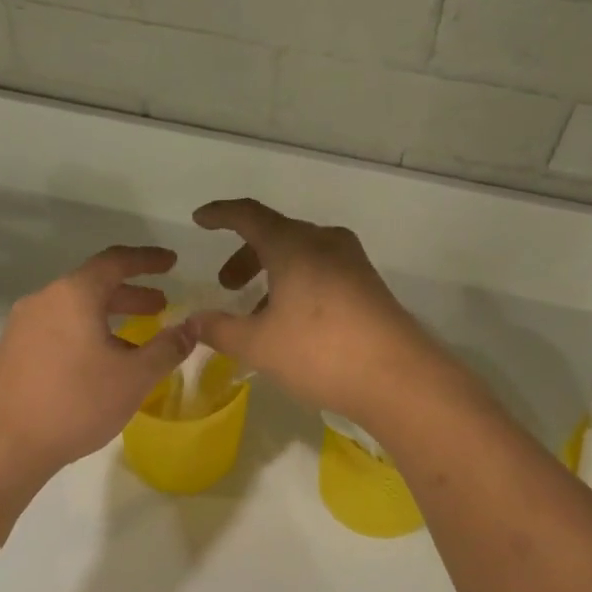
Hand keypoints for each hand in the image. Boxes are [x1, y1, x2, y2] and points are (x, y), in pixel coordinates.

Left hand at [0, 245, 196, 478]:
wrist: (2, 446)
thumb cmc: (75, 403)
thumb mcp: (134, 377)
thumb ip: (168, 348)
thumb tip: (193, 327)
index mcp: (73, 295)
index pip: (116, 261)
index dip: (148, 259)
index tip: (172, 262)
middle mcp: (44, 300)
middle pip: (94, 285)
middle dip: (131, 293)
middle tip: (161, 306)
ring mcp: (22, 326)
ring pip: (74, 309)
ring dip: (109, 316)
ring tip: (136, 340)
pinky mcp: (12, 351)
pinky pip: (58, 329)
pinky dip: (86, 332)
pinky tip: (100, 364)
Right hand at [189, 199, 440, 426]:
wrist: (398, 377)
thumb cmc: (319, 352)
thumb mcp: (259, 345)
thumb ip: (220, 329)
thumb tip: (192, 320)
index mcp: (293, 245)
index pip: (249, 215)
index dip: (221, 214)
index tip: (200, 220)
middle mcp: (325, 242)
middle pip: (276, 234)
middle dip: (246, 256)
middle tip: (228, 285)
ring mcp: (353, 262)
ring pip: (302, 254)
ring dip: (273, 274)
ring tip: (258, 313)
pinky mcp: (369, 285)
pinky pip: (323, 271)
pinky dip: (298, 284)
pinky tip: (293, 322)